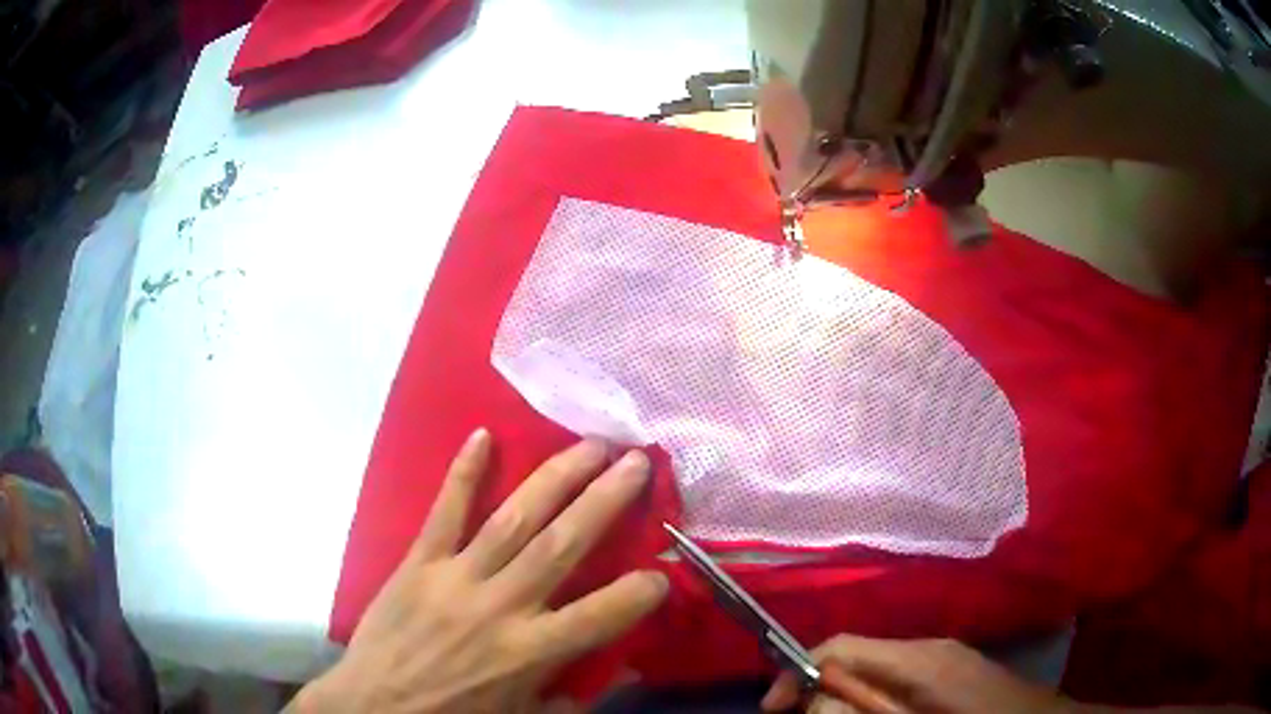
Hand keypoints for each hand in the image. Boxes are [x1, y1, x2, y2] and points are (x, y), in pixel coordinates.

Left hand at [291, 430, 668, 712]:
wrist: (376, 706)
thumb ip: (573, 695)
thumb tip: (623, 669)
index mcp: (529, 652)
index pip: (599, 616)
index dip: (638, 592)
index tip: (663, 570)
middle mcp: (499, 606)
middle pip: (561, 545)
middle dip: (605, 500)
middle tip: (637, 461)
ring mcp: (455, 577)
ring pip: (513, 519)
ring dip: (555, 478)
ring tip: (590, 445)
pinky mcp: (418, 562)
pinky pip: (443, 513)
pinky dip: (463, 474)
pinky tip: (483, 435)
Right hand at [761, 635, 1073, 713]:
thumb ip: (863, 711)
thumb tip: (817, 696)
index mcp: (919, 659)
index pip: (842, 647)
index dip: (798, 672)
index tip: (772, 708)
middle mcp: (928, 647)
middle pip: (854, 657)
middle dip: (820, 692)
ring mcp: (942, 656)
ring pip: (873, 670)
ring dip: (846, 698)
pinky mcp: (949, 669)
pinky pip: (895, 679)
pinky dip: (873, 699)